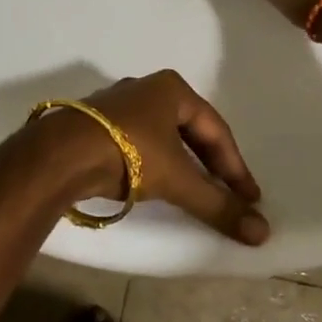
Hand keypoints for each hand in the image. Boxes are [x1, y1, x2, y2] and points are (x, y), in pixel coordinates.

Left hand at [29, 71, 268, 244]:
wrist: (59, 155)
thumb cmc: (128, 154)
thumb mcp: (178, 180)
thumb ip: (218, 205)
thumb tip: (262, 233)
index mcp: (172, 89)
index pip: (216, 130)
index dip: (236, 167)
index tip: (250, 198)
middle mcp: (147, 88)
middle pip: (191, 130)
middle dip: (211, 164)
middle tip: (229, 194)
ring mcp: (118, 104)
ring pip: (164, 136)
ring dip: (184, 164)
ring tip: (197, 191)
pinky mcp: (97, 123)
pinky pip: (139, 142)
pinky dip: (156, 163)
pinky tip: (157, 182)